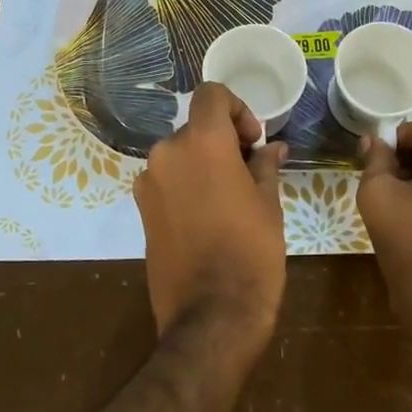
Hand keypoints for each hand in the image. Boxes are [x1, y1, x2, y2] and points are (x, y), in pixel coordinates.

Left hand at [135, 83, 287, 348]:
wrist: (211, 317)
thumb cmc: (251, 252)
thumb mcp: (269, 204)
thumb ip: (265, 166)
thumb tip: (270, 148)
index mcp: (202, 142)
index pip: (211, 95)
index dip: (237, 108)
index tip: (253, 141)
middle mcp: (167, 153)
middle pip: (196, 128)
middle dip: (223, 142)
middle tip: (250, 174)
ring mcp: (148, 183)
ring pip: (181, 155)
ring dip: (204, 165)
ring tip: (231, 200)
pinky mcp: (141, 211)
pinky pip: (168, 181)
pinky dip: (187, 185)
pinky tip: (209, 218)